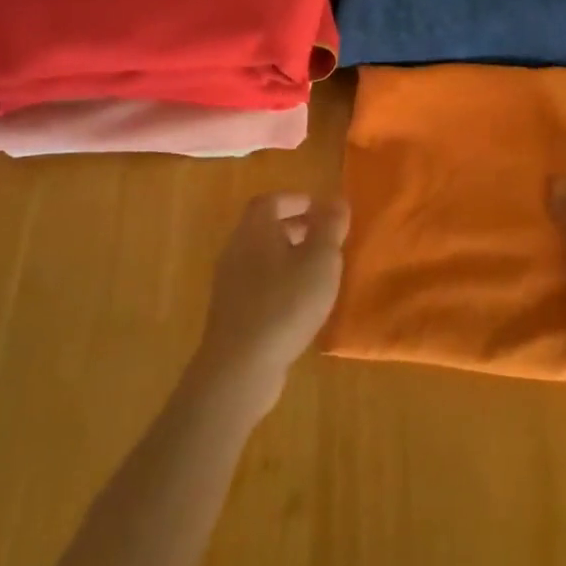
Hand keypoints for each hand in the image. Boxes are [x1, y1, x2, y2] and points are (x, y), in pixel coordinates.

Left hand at [193, 192, 349, 411]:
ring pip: (260, 256)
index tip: (318, 207)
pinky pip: (256, 283)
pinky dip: (278, 280)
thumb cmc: (284, 303)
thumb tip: (336, 199)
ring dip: (286, 255)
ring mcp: (229, 283)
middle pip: (263, 227)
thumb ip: (330, 227)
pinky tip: (298, 301)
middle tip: (322, 237)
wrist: (240, 366)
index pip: (270, 201)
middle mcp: (236, 249)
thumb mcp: (320, 261)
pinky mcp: (230, 312)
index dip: (294, 200)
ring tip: (316, 270)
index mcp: (254, 230)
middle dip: (293, 227)